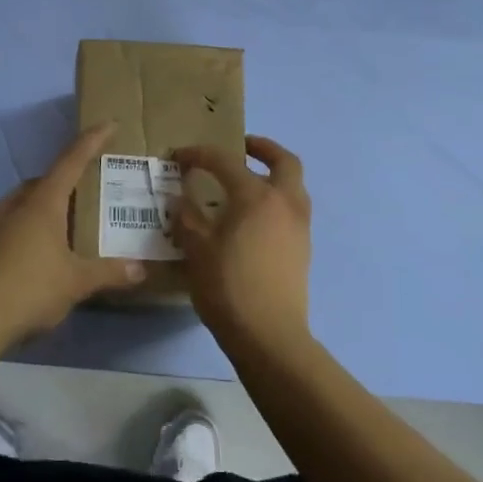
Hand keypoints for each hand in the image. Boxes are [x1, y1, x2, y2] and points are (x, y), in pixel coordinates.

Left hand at [0, 123, 145, 346]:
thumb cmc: (29, 291)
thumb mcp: (76, 284)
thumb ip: (108, 273)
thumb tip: (140, 270)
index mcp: (41, 204)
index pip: (70, 161)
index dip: (91, 141)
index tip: (107, 125)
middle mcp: (13, 206)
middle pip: (43, 182)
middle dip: (64, 182)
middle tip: (85, 195)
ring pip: (20, 204)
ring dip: (40, 207)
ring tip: (60, 227)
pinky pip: (4, 227)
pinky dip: (22, 230)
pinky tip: (31, 256)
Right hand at [174, 136, 311, 350]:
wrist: (268, 333)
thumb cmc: (228, 286)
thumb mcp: (196, 250)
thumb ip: (187, 219)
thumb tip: (180, 200)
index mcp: (256, 196)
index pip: (225, 161)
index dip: (199, 154)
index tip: (179, 156)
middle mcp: (285, 203)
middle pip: (284, 161)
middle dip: (263, 148)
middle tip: (241, 148)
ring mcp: (299, 226)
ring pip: (293, 186)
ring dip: (274, 175)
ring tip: (247, 183)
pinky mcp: (303, 248)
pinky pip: (292, 210)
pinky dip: (276, 201)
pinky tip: (253, 219)